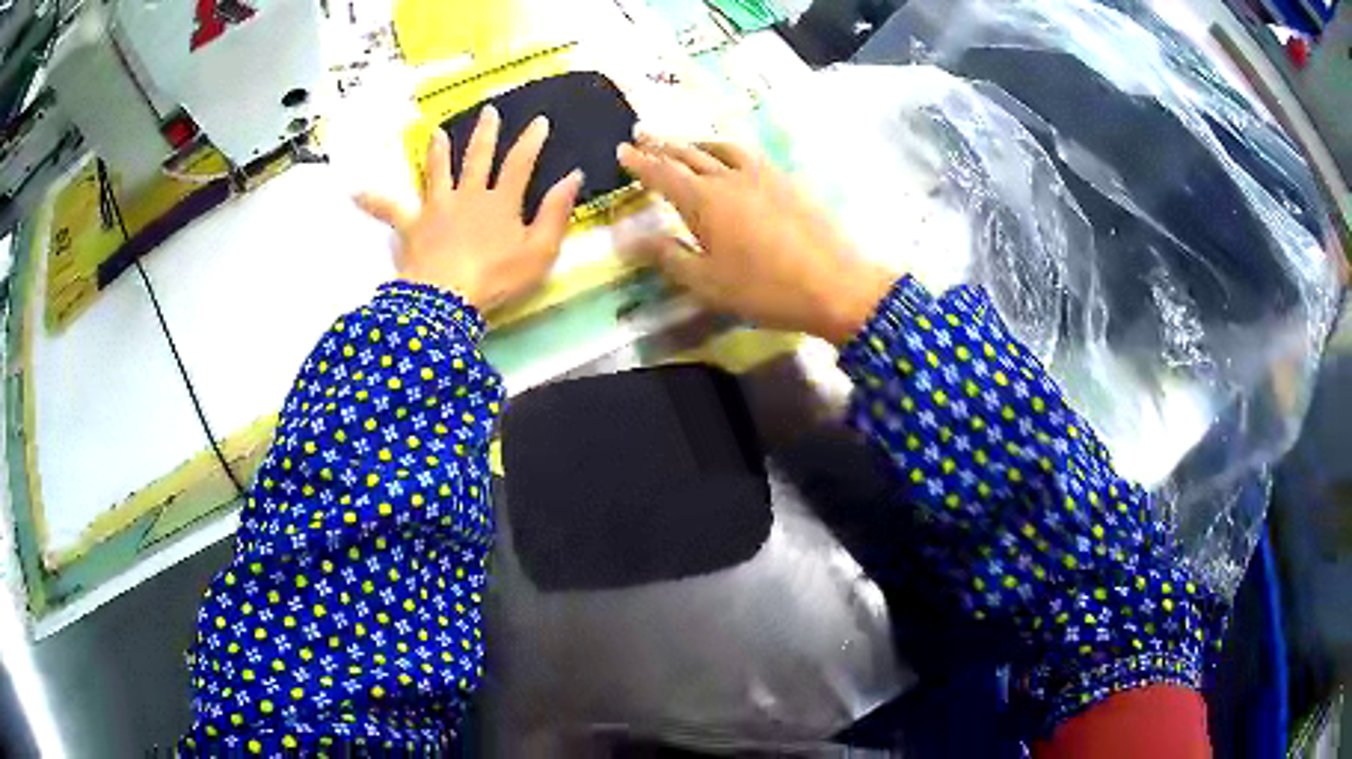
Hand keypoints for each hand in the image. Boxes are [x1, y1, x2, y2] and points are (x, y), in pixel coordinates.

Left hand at [356, 105, 583, 311]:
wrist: (447, 299)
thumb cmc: (497, 278)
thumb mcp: (540, 250)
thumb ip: (556, 212)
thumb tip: (572, 176)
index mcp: (501, 201)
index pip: (520, 163)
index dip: (531, 141)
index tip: (539, 121)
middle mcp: (469, 195)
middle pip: (478, 157)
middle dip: (485, 133)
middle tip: (488, 111)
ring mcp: (437, 208)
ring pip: (437, 171)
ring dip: (437, 151)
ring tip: (435, 132)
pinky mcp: (411, 226)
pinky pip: (389, 210)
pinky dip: (373, 200)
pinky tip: (355, 192)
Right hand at [617, 135, 895, 344]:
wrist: (835, 285)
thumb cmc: (765, 289)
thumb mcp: (707, 282)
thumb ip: (667, 256)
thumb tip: (630, 237)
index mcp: (704, 200)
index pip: (663, 173)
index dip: (640, 162)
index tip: (623, 149)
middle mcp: (730, 178)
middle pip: (690, 153)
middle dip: (663, 144)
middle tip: (643, 133)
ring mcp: (763, 175)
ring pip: (721, 148)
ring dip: (697, 143)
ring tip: (684, 143)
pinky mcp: (788, 181)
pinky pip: (748, 155)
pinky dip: (728, 150)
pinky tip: (732, 159)